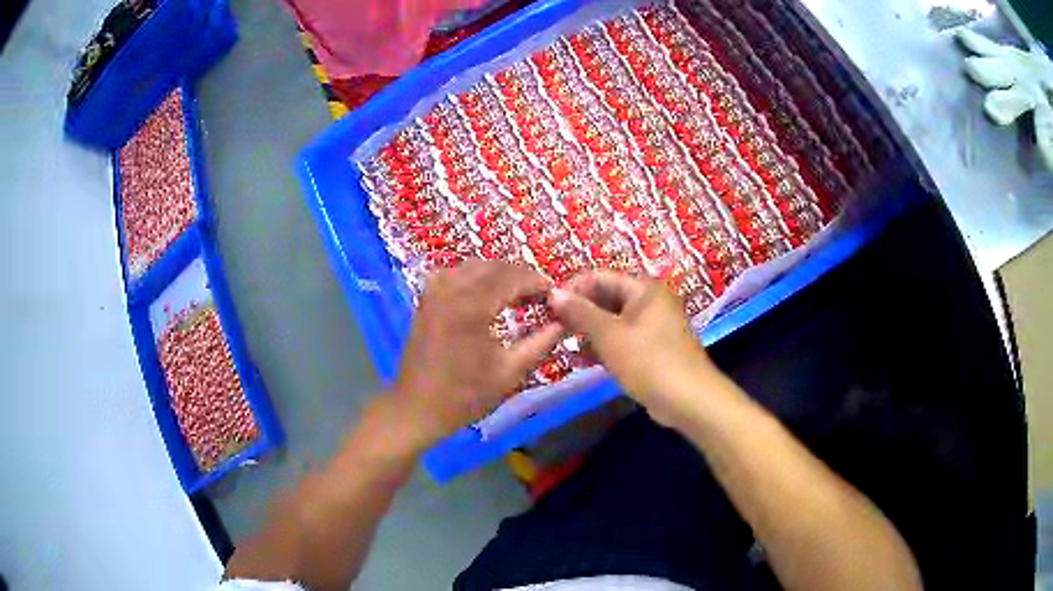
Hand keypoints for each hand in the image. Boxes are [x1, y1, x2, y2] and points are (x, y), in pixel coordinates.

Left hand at [387, 259, 563, 447]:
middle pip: (495, 266)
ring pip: (475, 266)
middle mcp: (451, 289)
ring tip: (518, 295)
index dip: (538, 282)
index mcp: (472, 306)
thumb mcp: (510, 372)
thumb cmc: (465, 395)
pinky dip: (476, 278)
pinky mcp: (426, 298)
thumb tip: (564, 320)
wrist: (417, 408)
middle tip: (540, 296)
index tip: (556, 294)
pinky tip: (487, 295)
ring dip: (499, 275)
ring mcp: (435, 291)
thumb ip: (541, 342)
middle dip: (521, 276)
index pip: (513, 276)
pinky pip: (456, 274)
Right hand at [549, 271, 720, 424]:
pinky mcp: (654, 349)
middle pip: (607, 299)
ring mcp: (654, 326)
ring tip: (563, 345)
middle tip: (553, 328)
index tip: (547, 306)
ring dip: (589, 332)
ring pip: (614, 322)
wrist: (689, 399)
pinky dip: (605, 347)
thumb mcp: (610, 335)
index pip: (600, 277)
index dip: (573, 289)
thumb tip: (553, 293)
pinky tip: (583, 361)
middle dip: (580, 313)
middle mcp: (651, 301)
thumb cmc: (649, 361)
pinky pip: (623, 340)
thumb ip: (581, 312)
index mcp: (644, 289)